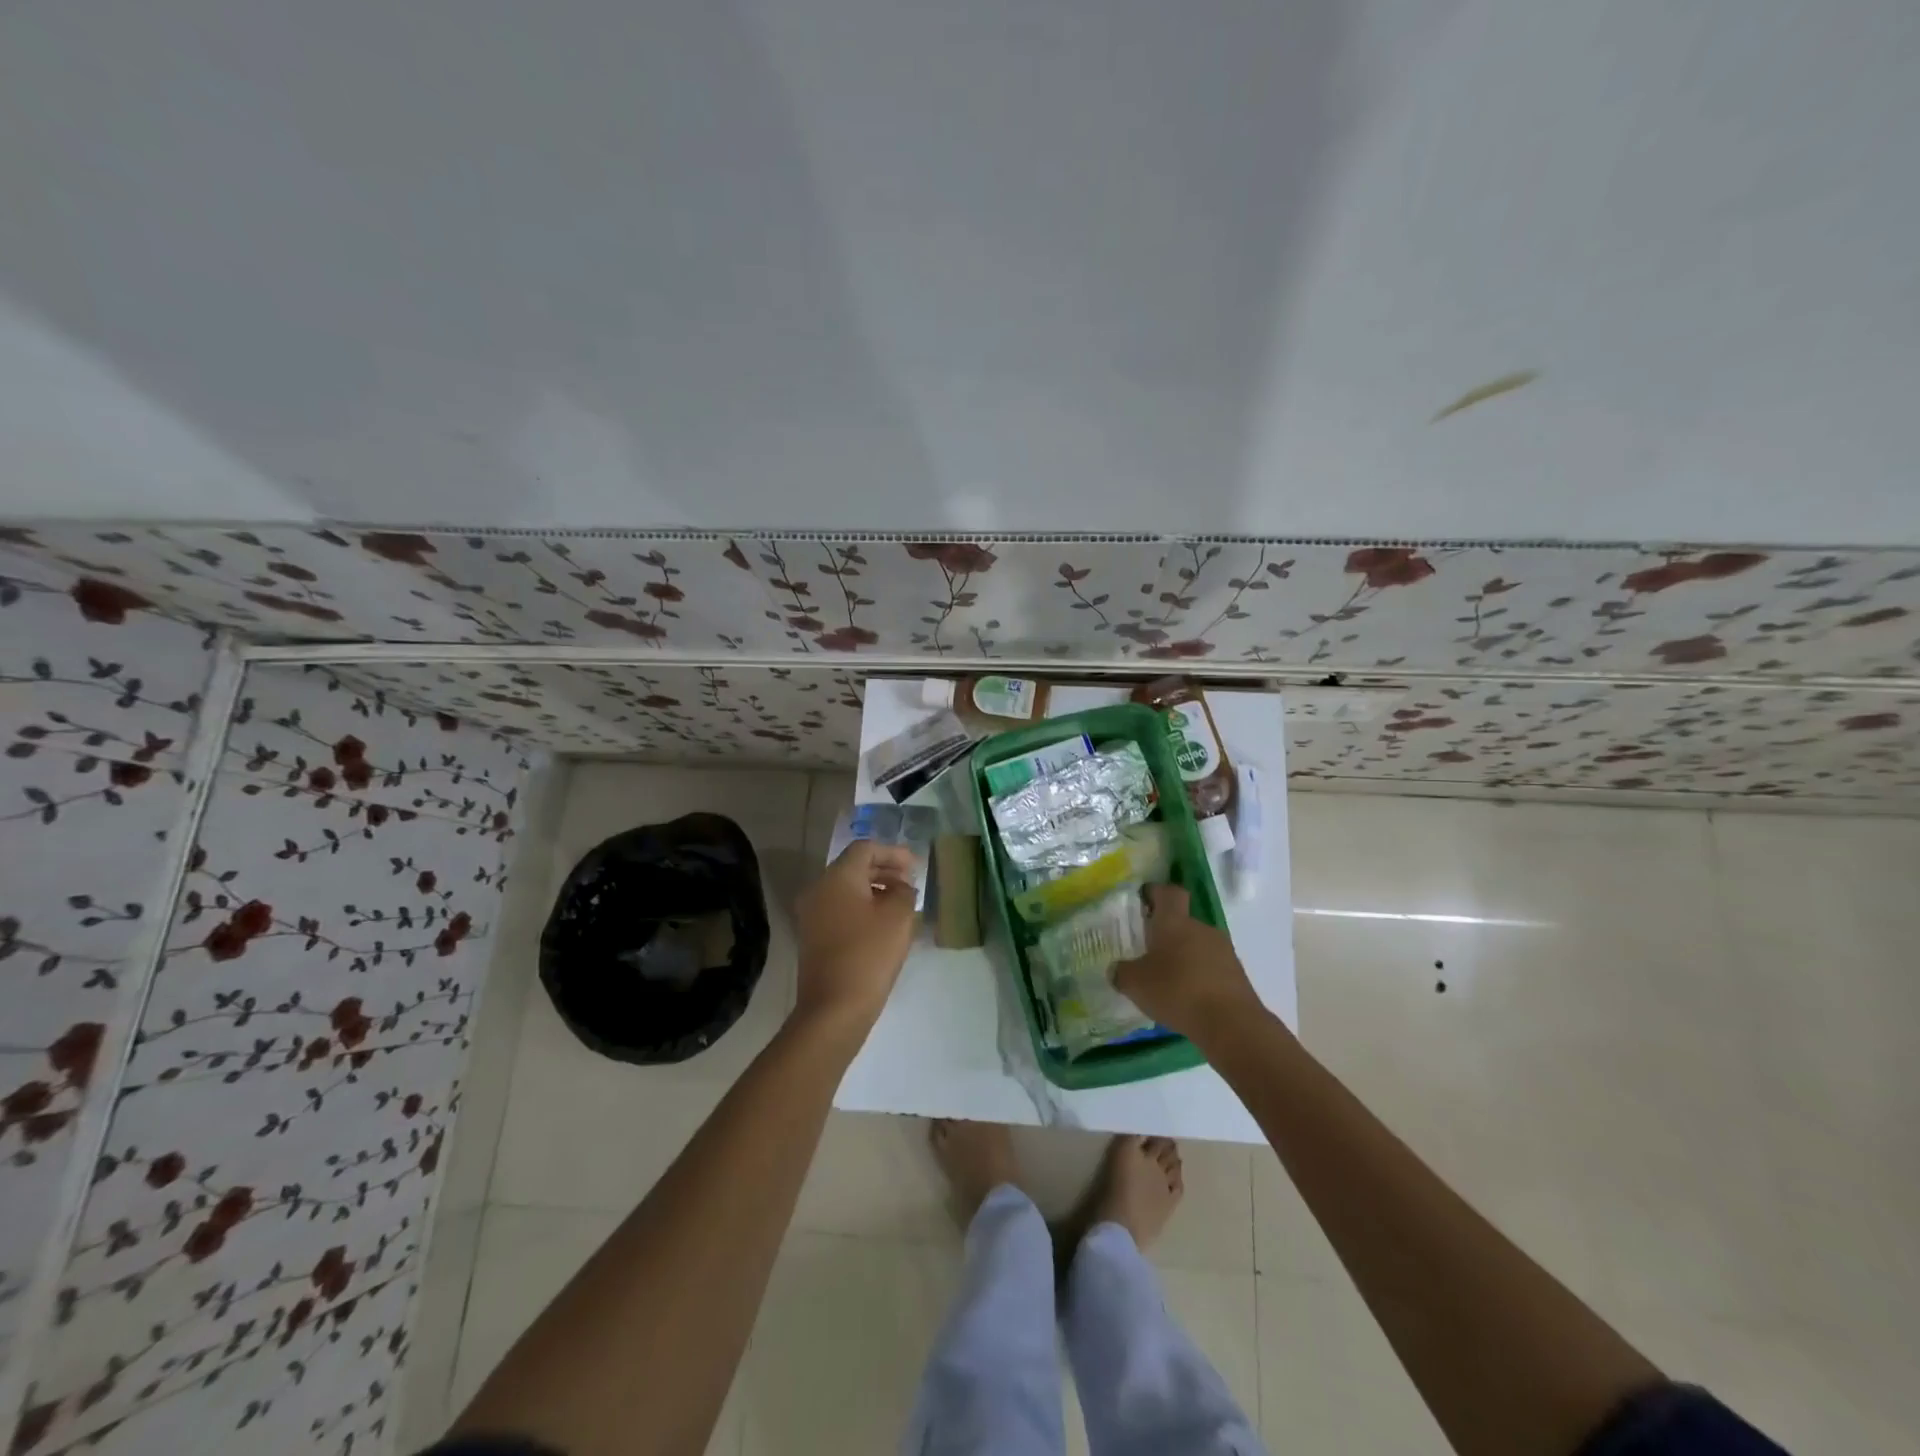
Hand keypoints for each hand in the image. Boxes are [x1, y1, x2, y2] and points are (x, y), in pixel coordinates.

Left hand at [793, 841, 920, 1035]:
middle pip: (854, 867)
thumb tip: (901, 887)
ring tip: (901, 905)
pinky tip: (883, 925)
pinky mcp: (813, 936)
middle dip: (885, 871)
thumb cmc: (869, 954)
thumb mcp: (898, 917)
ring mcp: (812, 914)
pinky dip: (862, 908)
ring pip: (847, 889)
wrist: (834, 1007)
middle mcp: (819, 889)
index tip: (915, 868)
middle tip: (911, 884)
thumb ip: (904, 892)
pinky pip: (840, 909)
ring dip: (875, 890)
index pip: (865, 849)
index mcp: (837, 877)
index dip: (893, 853)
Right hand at [1114, 883, 1261, 1042]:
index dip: (1157, 892)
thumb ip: (1122, 973)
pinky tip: (1188, 998)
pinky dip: (1199, 977)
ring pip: (1198, 945)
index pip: (1169, 892)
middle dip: (1167, 933)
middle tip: (1148, 951)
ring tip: (1168, 980)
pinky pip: (1212, 967)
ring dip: (1184, 957)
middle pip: (1183, 921)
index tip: (1144, 899)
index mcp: (1174, 922)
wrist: (1231, 1024)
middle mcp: (1201, 928)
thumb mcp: (1135, 984)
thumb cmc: (1177, 991)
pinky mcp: (1237, 975)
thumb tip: (1116, 970)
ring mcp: (1223, 951)